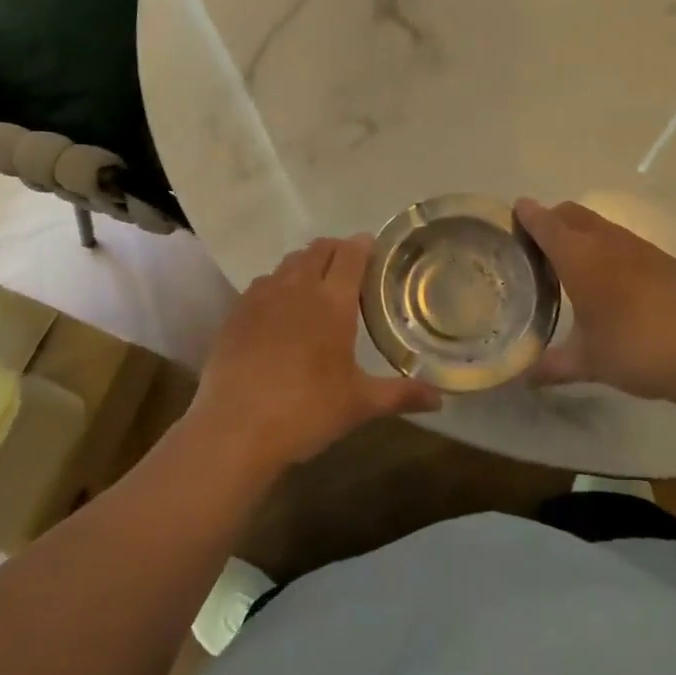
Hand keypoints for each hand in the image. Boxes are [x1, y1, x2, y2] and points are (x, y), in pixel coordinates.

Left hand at [186, 235, 441, 477]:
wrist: (235, 429)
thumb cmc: (306, 411)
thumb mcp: (359, 404)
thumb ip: (401, 395)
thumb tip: (440, 399)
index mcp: (332, 301)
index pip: (351, 253)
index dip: (364, 245)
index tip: (374, 251)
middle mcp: (297, 287)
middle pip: (319, 249)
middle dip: (337, 251)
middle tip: (350, 271)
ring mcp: (261, 296)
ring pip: (289, 263)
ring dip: (306, 265)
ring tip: (316, 289)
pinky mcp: (236, 312)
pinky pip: (262, 283)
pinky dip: (278, 285)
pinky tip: (280, 312)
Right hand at [515, 199, 675, 404]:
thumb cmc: (637, 350)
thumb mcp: (589, 362)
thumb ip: (553, 365)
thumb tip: (524, 378)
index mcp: (580, 258)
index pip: (546, 223)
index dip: (527, 214)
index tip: (514, 212)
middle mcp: (607, 242)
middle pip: (572, 213)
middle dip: (552, 219)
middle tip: (538, 245)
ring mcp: (640, 247)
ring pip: (601, 225)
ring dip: (582, 232)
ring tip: (574, 263)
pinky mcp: (665, 259)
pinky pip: (625, 241)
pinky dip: (608, 247)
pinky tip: (614, 281)